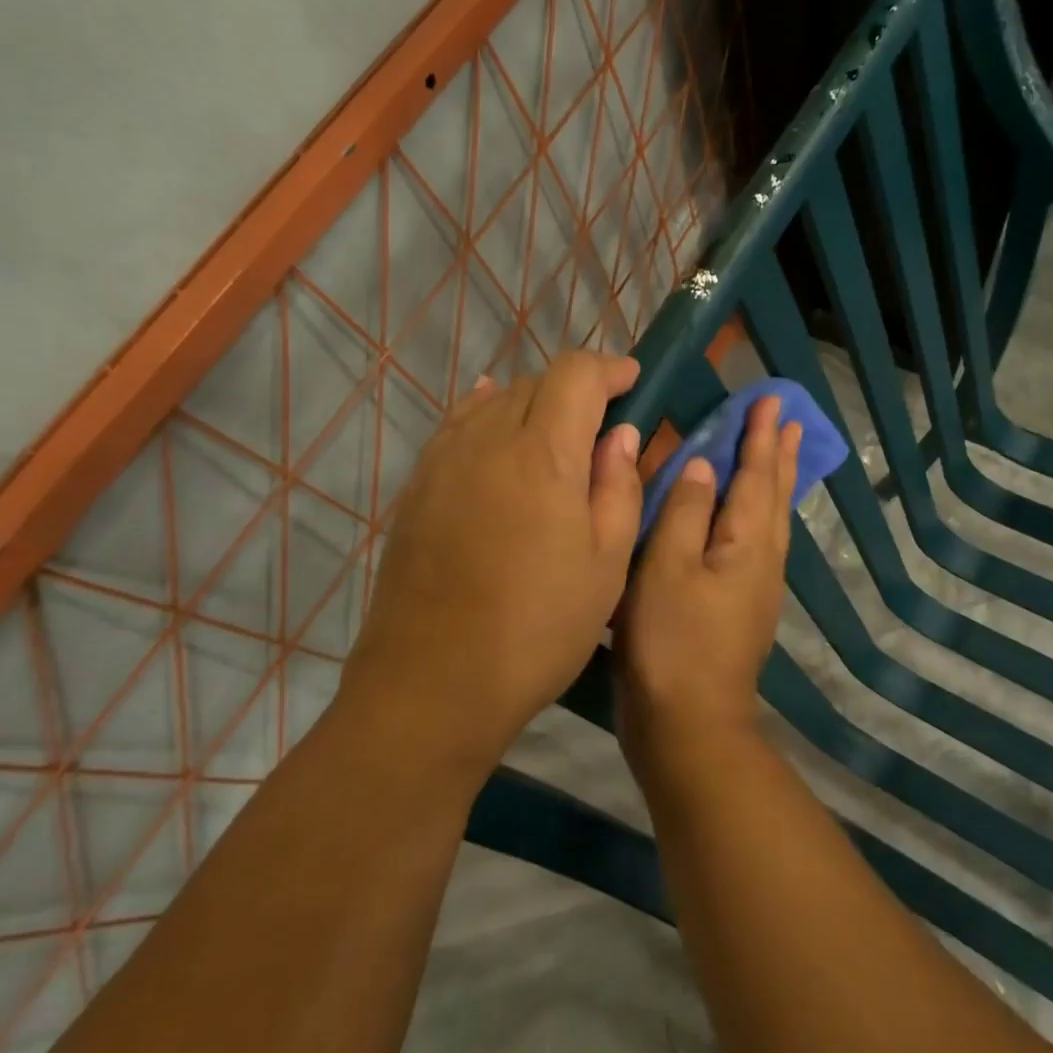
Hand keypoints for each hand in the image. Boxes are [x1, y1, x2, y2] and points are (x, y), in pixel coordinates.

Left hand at [341, 351, 643, 776]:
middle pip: (535, 383)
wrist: (434, 683)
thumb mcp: (606, 564)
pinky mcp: (418, 488)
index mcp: (542, 455)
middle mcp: (487, 441)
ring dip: (533, 403)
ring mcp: (444, 462)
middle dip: (576, 389)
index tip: (634, 381)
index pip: (576, 376)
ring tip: (557, 432)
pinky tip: (495, 423)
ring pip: (494, 402)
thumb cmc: (539, 627)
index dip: (609, 369)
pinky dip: (486, 415)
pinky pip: (457, 427)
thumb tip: (619, 435)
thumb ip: (618, 487)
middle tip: (603, 422)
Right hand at [616, 396, 801, 761]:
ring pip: (772, 518)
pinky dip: (759, 513)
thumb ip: (684, 512)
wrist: (688, 725)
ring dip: (775, 480)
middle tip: (790, 419)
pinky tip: (748, 518)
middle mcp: (763, 559)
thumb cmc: (671, 641)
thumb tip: (701, 466)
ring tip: (779, 454)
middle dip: (779, 454)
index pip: (757, 474)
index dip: (761, 435)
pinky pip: (760, 541)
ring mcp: (757, 587)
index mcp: (747, 543)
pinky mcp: (743, 608)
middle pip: (775, 494)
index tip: (771, 399)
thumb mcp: (666, 567)